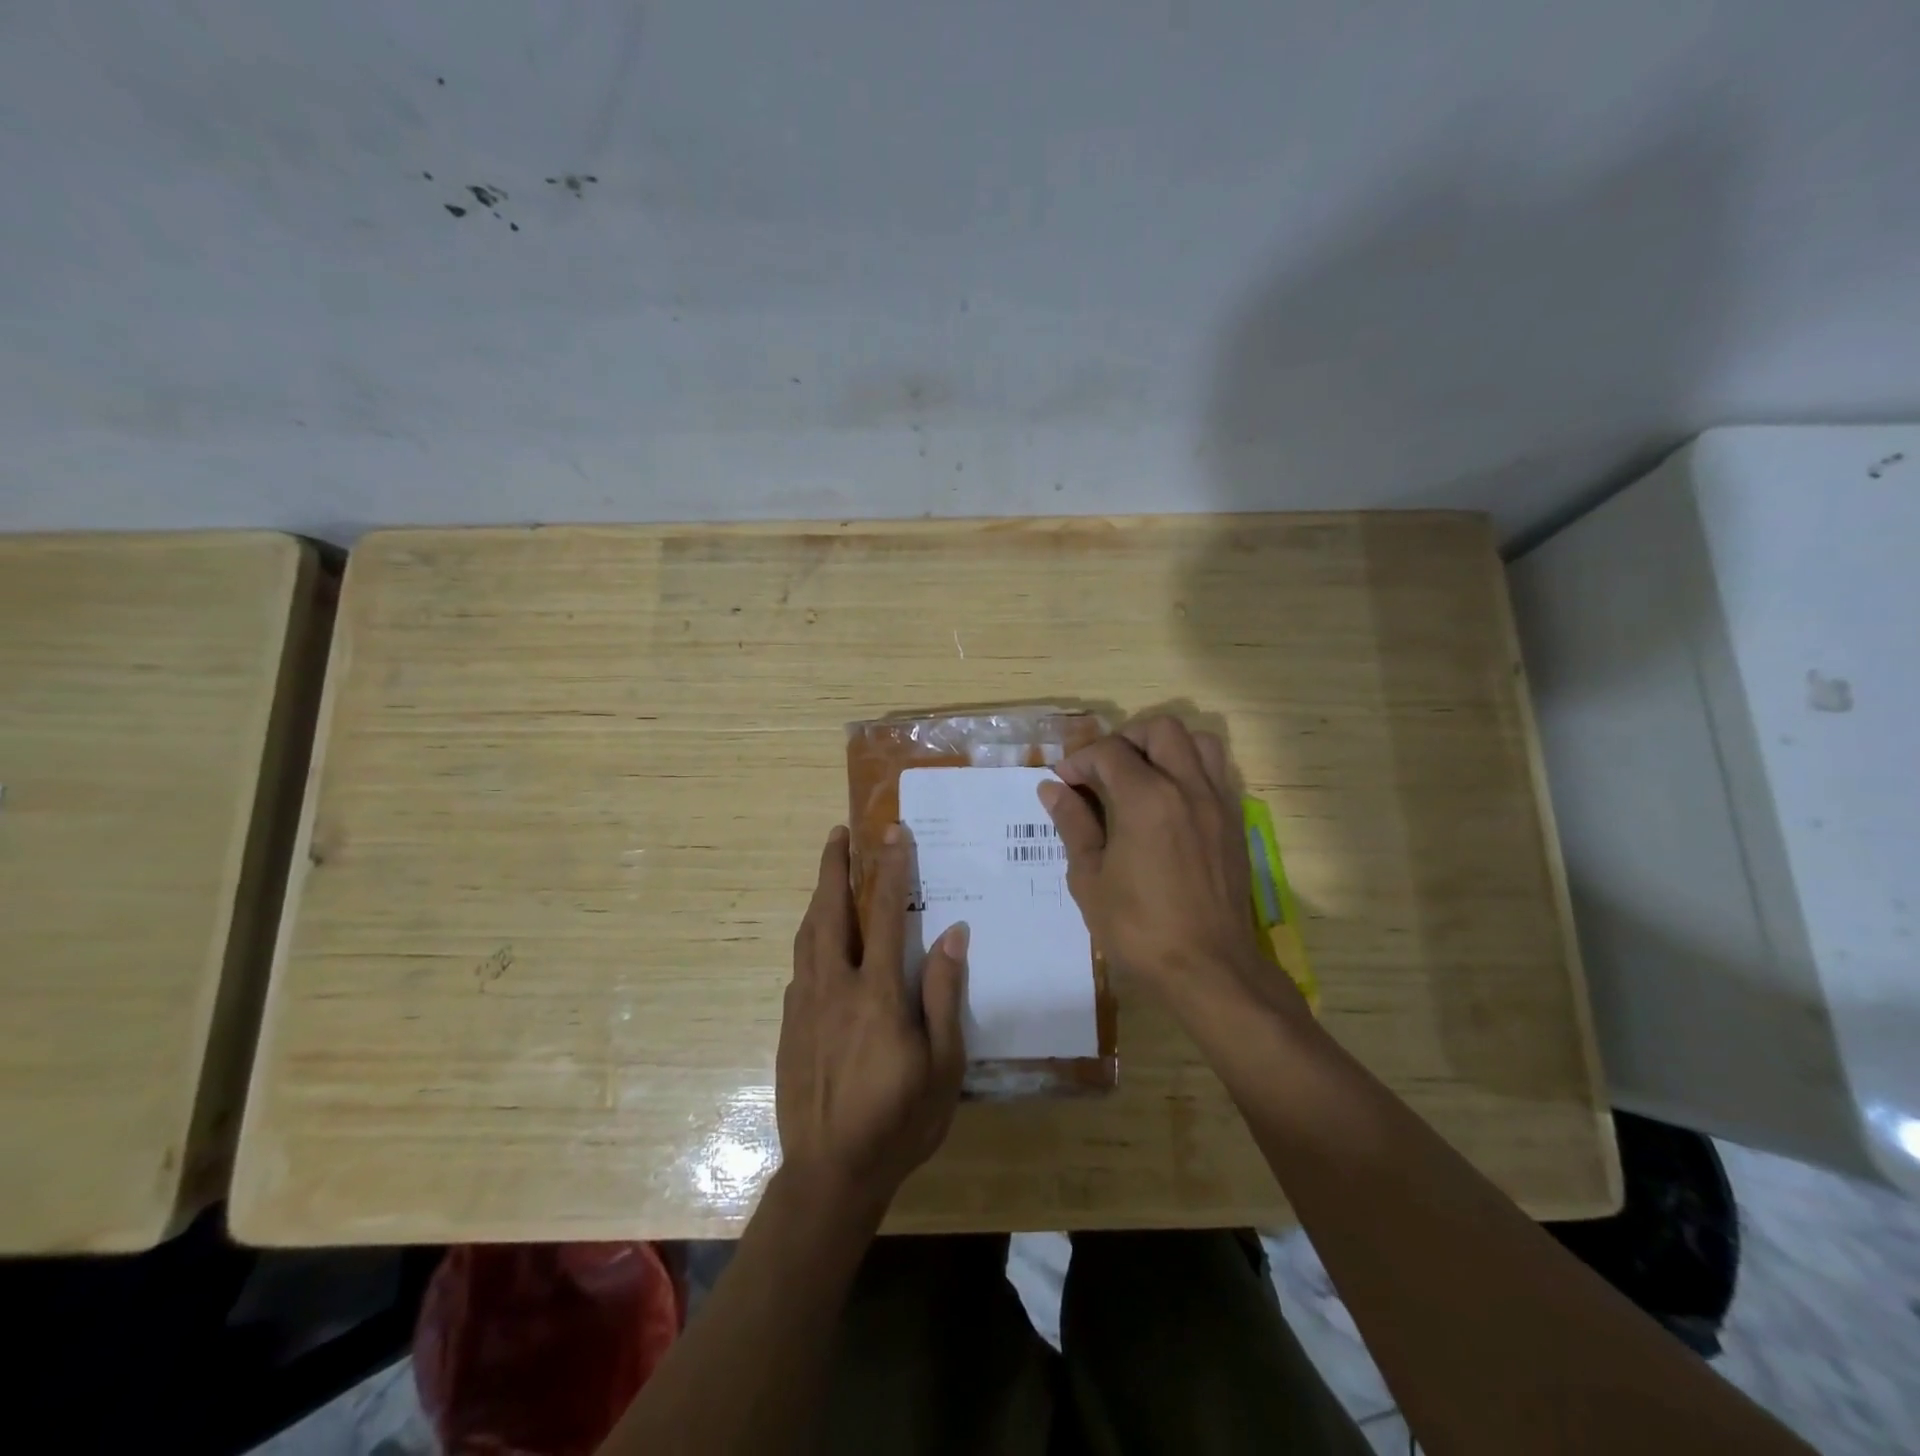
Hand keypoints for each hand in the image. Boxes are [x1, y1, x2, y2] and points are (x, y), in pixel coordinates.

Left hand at [775, 824, 967, 1216]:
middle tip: (838, 834)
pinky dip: (809, 937)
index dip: (891, 868)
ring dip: (817, 896)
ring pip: (807, 934)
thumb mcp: (943, 1065)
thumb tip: (954, 934)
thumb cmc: (899, 1121)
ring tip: (827, 872)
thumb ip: (945, 995)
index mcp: (877, 993)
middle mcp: (835, 987)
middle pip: (830, 911)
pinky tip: (818, 939)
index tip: (893, 832)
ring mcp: (804, 1005)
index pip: (887, 914)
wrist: (829, 1174)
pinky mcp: (788, 1025)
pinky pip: (799, 966)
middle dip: (834, 867)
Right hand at [1038, 716, 1301, 1018]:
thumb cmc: (1139, 928)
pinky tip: (1169, 802)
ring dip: (1166, 747)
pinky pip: (1217, 772)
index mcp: (1146, 799)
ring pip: (1198, 742)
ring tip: (1142, 776)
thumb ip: (1073, 824)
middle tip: (1104, 771)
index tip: (1064, 782)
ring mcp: (1217, 802)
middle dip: (1125, 740)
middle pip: (1160, 729)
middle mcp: (1187, 787)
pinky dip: (1191, 769)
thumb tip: (1053, 789)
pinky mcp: (1235, 822)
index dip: (1080, 760)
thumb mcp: (1090, 878)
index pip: (1109, 752)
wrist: (1209, 968)